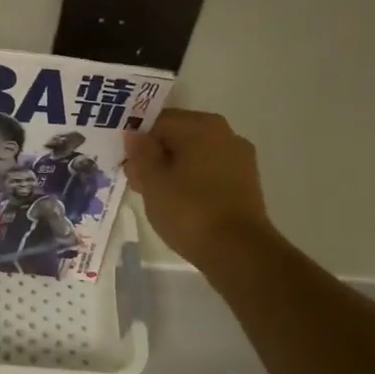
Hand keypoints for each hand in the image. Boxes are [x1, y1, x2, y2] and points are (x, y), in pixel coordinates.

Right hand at [122, 109, 275, 268]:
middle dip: (155, 158)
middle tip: (138, 185)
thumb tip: (134, 134)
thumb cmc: (190, 211)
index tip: (127, 167)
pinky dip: (192, 183)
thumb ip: (141, 153)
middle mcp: (226, 134)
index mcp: (203, 126)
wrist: (238, 252)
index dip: (138, 142)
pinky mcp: (246, 184)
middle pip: (178, 137)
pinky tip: (180, 205)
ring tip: (157, 199)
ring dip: (173, 171)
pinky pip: (210, 173)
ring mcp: (240, 159)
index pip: (159, 122)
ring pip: (194, 156)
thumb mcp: (153, 181)